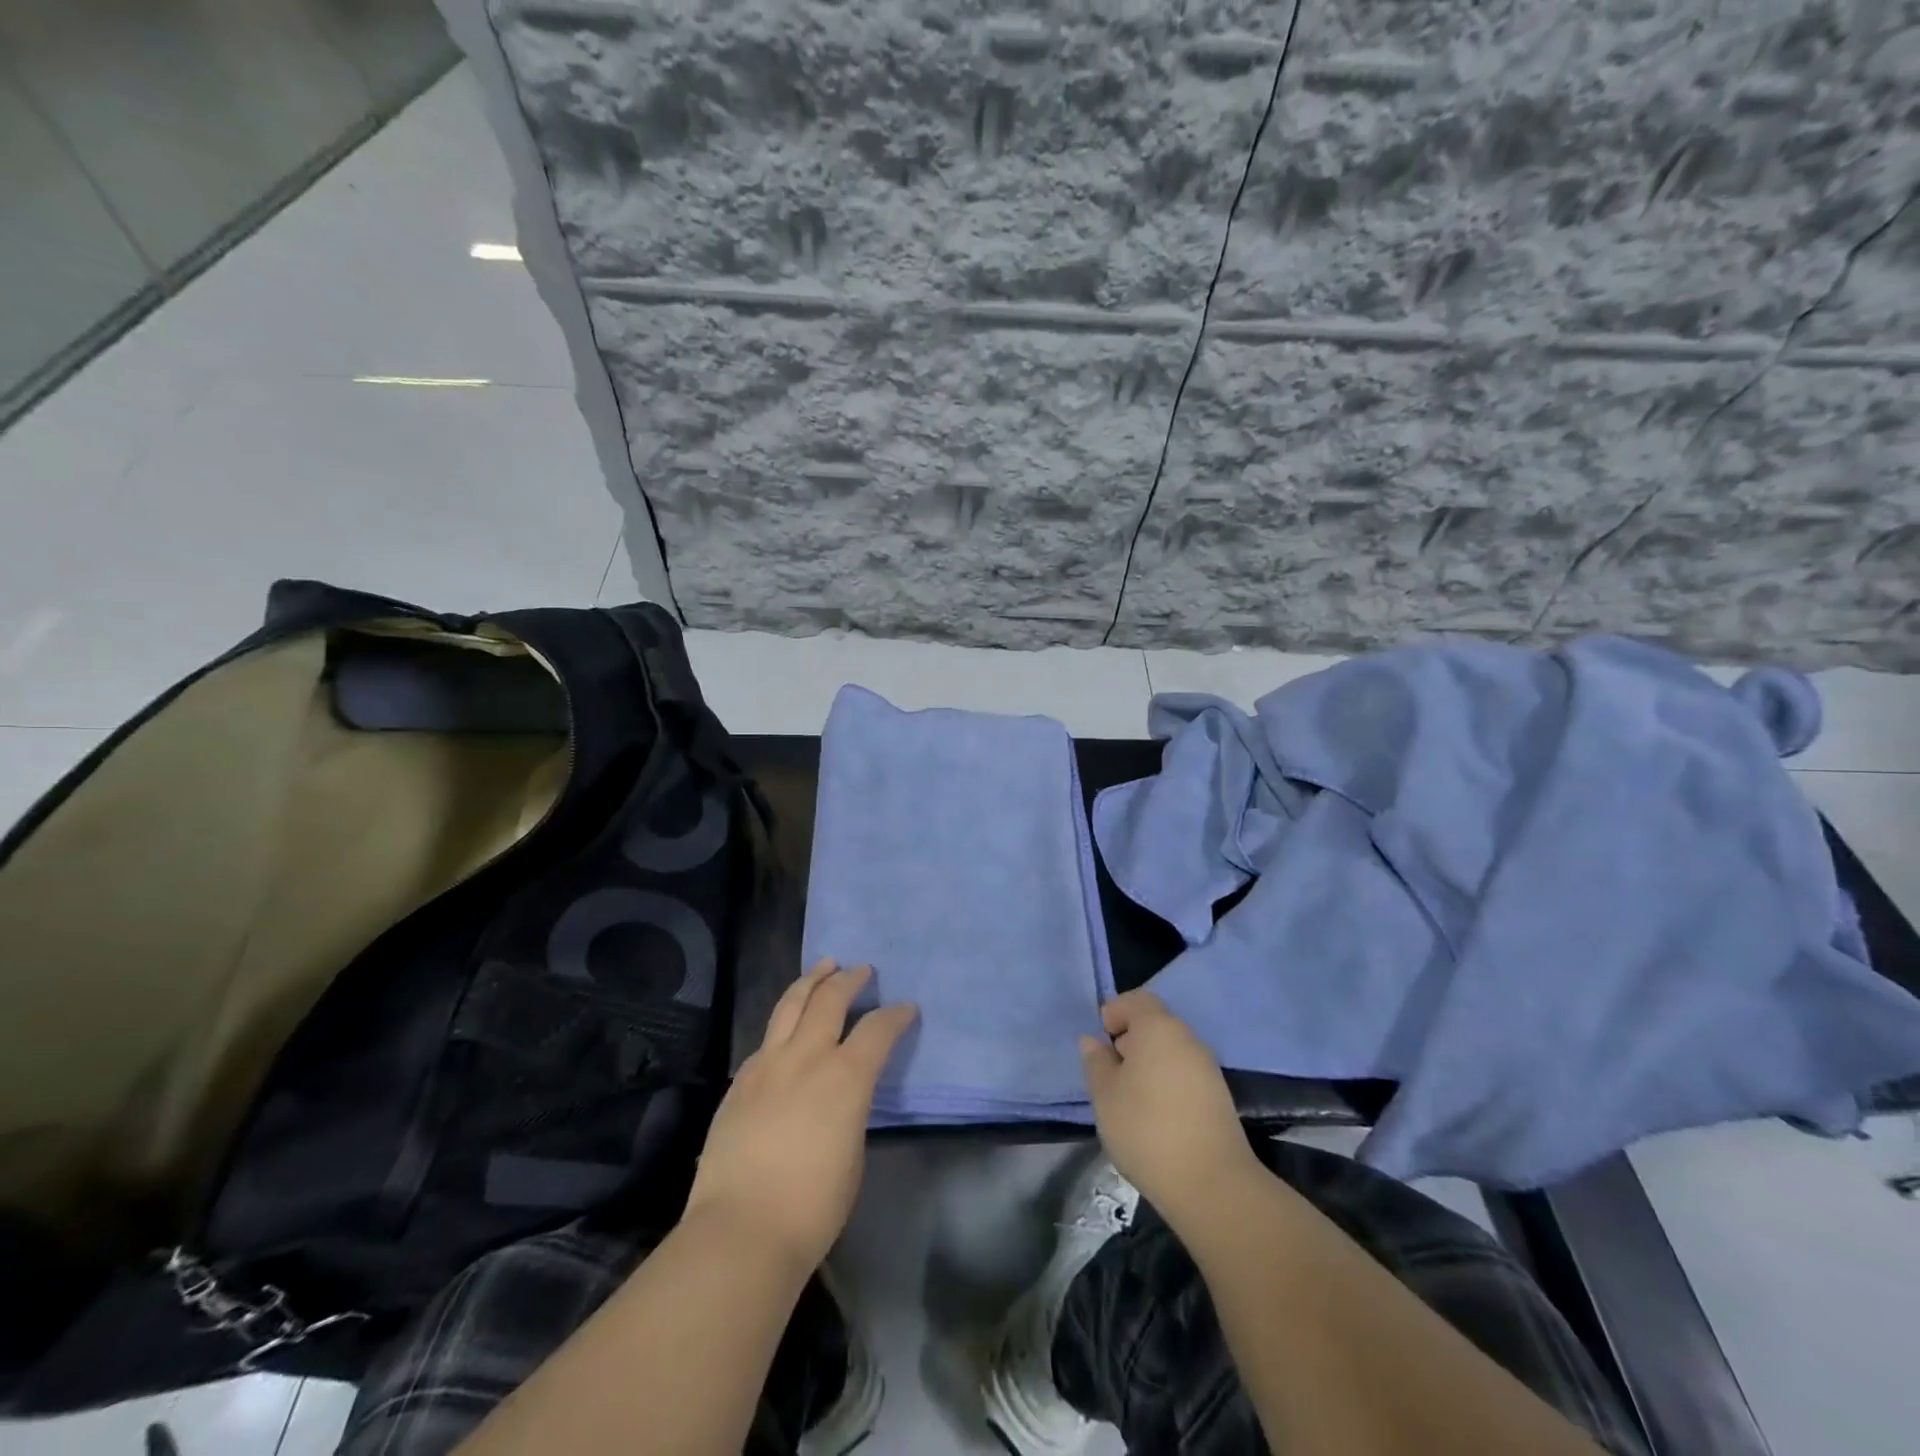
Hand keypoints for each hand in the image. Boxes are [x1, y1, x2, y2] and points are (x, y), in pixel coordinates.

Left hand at [684, 961, 915, 1272]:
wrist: (741, 1231)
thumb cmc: (812, 1206)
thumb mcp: (852, 1152)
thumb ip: (851, 1108)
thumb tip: (842, 1093)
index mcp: (845, 1077)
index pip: (877, 1029)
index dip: (895, 1015)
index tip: (906, 1008)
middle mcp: (807, 1057)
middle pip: (829, 999)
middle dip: (850, 979)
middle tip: (862, 970)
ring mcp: (767, 1064)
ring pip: (791, 1004)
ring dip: (811, 980)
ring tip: (824, 966)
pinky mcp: (740, 1080)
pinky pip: (767, 1037)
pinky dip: (784, 1022)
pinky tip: (788, 1027)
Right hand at [1080, 990, 1262, 1228]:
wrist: (1211, 1183)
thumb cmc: (1146, 1128)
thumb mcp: (1105, 1095)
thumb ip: (1096, 1063)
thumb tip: (1093, 1042)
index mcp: (1158, 1028)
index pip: (1137, 1000)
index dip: (1116, 1012)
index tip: (1102, 1040)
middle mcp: (1187, 1038)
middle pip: (1156, 1024)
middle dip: (1131, 1040)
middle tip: (1111, 1072)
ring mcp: (1207, 1068)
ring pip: (1171, 1051)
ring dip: (1149, 1064)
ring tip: (1130, 1097)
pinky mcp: (1219, 1097)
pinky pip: (1185, 1074)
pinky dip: (1167, 1083)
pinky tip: (1155, 1116)